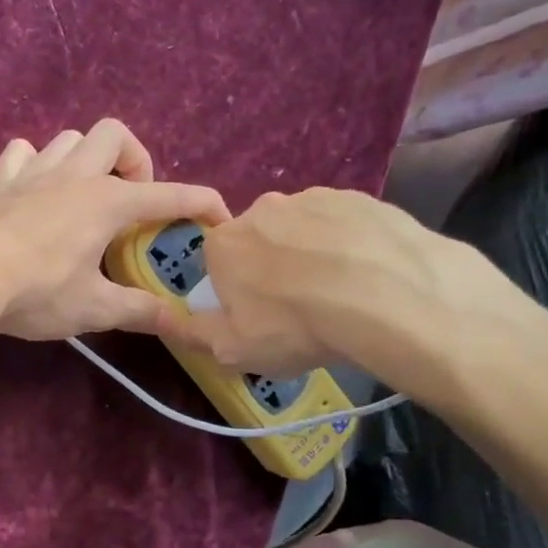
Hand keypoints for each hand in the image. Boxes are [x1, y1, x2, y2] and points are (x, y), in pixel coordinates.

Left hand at [0, 120, 229, 340]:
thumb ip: (138, 311)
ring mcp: (32, 172)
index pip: (168, 195)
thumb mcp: (93, 309)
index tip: (220, 216)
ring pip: (70, 139)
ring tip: (86, 197)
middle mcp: (74, 176)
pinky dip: (36, 164)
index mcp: (107, 202)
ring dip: (87, 160)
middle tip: (131, 203)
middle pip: (116, 135)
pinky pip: (23, 153)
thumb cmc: (35, 291)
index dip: (201, 203)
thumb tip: (178, 322)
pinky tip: (35, 191)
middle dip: (135, 161)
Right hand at [157, 187, 532, 405]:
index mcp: (225, 243)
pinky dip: (349, 245)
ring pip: (303, 230)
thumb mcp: (232, 349)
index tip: (257, 316)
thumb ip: (190, 333)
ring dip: (312, 254)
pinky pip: (344, 224)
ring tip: (341, 294)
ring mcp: (313, 198)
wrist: (387, 297)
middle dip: (272, 268)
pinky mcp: (360, 198)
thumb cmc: (294, 326)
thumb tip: (160, 320)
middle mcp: (262, 209)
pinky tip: (368, 276)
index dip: (234, 291)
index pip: (218, 263)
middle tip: (300, 308)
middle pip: (259, 241)